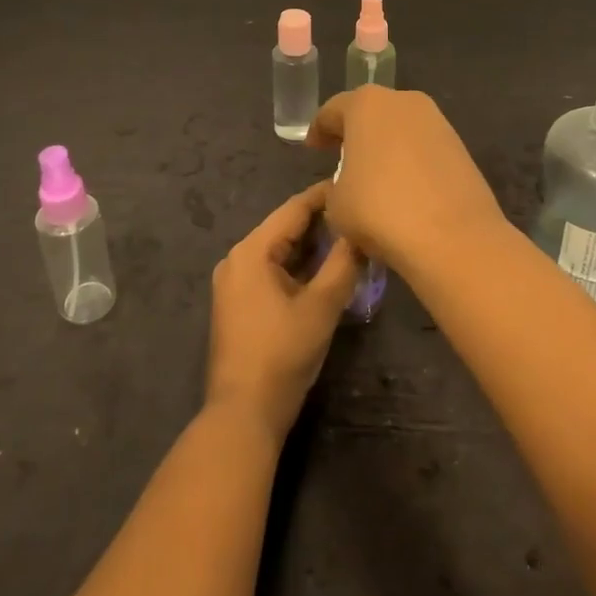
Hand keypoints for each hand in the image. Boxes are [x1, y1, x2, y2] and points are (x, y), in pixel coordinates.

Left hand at [205, 181, 361, 439]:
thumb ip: (343, 263)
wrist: (243, 412)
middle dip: (321, 221)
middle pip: (284, 228)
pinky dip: (298, 266)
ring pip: (279, 250)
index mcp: (252, 251)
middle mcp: (237, 259)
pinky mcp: (239, 303)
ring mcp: (234, 282)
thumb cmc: (282, 353)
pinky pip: (272, 270)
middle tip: (359, 213)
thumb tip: (361, 232)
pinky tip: (325, 268)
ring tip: (349, 237)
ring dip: (311, 245)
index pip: (293, 209)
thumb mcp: (321, 306)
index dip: (325, 195)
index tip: (355, 183)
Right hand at [306, 86, 506, 279]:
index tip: (314, 148)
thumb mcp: (336, 204)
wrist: (453, 236)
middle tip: (342, 157)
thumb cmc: (380, 210)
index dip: (319, 130)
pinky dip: (411, 161)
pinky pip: (423, 148)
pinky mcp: (460, 146)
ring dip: (386, 147)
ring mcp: (437, 121)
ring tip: (375, 177)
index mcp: (366, 104)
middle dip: (356, 133)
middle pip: (371, 112)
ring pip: (400, 128)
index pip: (333, 110)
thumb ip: (337, 185)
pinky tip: (404, 188)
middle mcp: (404, 101)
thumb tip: (352, 186)